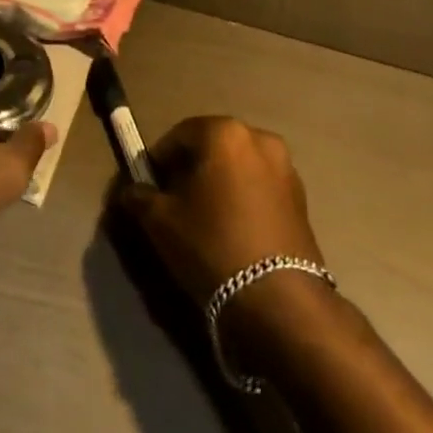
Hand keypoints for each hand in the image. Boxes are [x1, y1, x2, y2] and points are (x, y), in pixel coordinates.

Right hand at [118, 115, 325, 305]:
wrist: (280, 301)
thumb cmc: (212, 245)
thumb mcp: (161, 221)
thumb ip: (139, 197)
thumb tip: (131, 192)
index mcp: (224, 131)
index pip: (178, 135)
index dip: (159, 161)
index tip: (149, 189)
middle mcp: (259, 138)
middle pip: (211, 147)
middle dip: (190, 170)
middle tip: (174, 203)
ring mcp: (285, 168)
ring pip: (237, 168)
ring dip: (219, 184)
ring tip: (204, 221)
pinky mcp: (302, 199)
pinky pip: (259, 188)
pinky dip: (242, 199)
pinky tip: (232, 232)